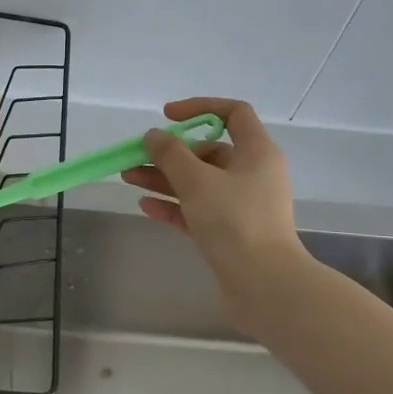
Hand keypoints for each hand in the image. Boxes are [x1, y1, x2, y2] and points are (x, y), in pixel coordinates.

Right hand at [121, 98, 305, 332]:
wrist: (264, 285)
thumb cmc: (235, 222)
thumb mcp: (197, 181)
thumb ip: (171, 155)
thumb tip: (154, 136)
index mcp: (257, 152)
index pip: (233, 113)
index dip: (199, 108)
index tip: (167, 117)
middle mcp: (253, 174)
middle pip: (208, 152)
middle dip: (170, 153)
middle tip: (136, 158)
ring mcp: (242, 206)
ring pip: (199, 183)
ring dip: (164, 179)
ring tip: (129, 179)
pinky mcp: (230, 233)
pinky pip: (198, 210)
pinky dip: (174, 206)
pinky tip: (146, 206)